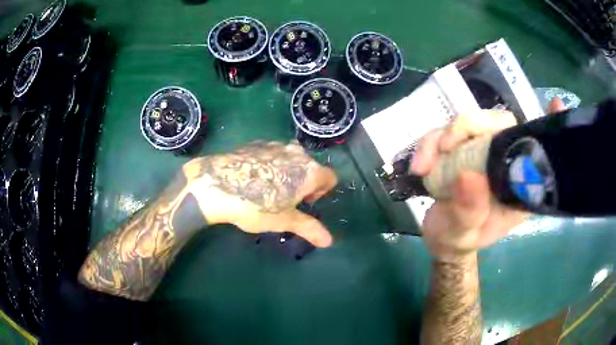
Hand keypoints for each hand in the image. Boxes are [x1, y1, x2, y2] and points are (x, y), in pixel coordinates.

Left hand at [181, 141, 336, 247]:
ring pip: (291, 159)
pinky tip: (252, 178)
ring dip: (288, 173)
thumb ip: (310, 228)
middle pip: (311, 168)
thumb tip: (329, 242)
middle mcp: (297, 152)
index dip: (321, 193)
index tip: (303, 203)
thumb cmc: (256, 206)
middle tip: (285, 200)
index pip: (330, 178)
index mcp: (309, 171)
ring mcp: (276, 145)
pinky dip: (271, 165)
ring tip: (267, 189)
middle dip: (304, 183)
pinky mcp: (257, 143)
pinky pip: (273, 154)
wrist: (216, 185)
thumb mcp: (284, 221)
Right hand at [410, 99, 566, 260]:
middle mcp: (506, 161)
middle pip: (499, 123)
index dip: (549, 127)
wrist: (441, 237)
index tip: (556, 104)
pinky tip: (419, 165)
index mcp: (519, 184)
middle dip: (469, 126)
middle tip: (444, 148)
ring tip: (423, 166)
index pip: (539, 151)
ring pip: (468, 122)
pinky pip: (445, 132)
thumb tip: (469, 176)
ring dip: (441, 137)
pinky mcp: (462, 148)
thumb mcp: (463, 233)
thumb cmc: (460, 239)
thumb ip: (469, 211)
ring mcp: (483, 151)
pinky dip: (429, 144)